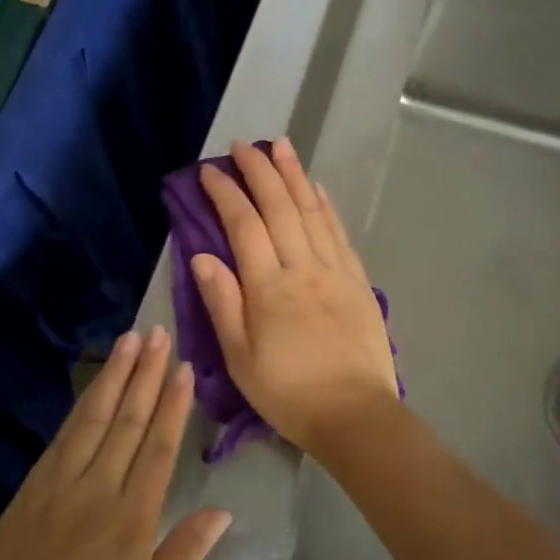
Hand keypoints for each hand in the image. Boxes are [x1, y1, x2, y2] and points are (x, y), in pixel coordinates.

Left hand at [0, 329, 230, 559]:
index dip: (173, 406)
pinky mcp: (32, 486)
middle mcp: (97, 492)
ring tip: (130, 340)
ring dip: (114, 376)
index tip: (184, 368)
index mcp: (131, 524)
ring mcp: (60, 485)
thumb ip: (182, 557)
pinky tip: (93, 386)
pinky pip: (63, 435)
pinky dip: (82, 404)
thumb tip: (222, 511)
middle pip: (127, 421)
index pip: (158, 449)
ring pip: (94, 417)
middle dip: (146, 374)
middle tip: (160, 333)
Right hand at [191, 138, 399, 456]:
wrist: (355, 415)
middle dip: (260, 171)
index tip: (210, 170)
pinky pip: (338, 233)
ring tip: (282, 146)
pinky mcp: (357, 281)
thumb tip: (202, 255)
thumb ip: (222, 302)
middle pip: (280, 207)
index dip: (226, 193)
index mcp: (268, 287)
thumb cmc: (287, 392)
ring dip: (294, 175)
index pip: (244, 225)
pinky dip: (326, 205)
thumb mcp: (240, 357)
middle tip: (244, 144)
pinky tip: (317, 188)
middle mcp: (302, 268)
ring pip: (312, 211)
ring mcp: (334, 271)